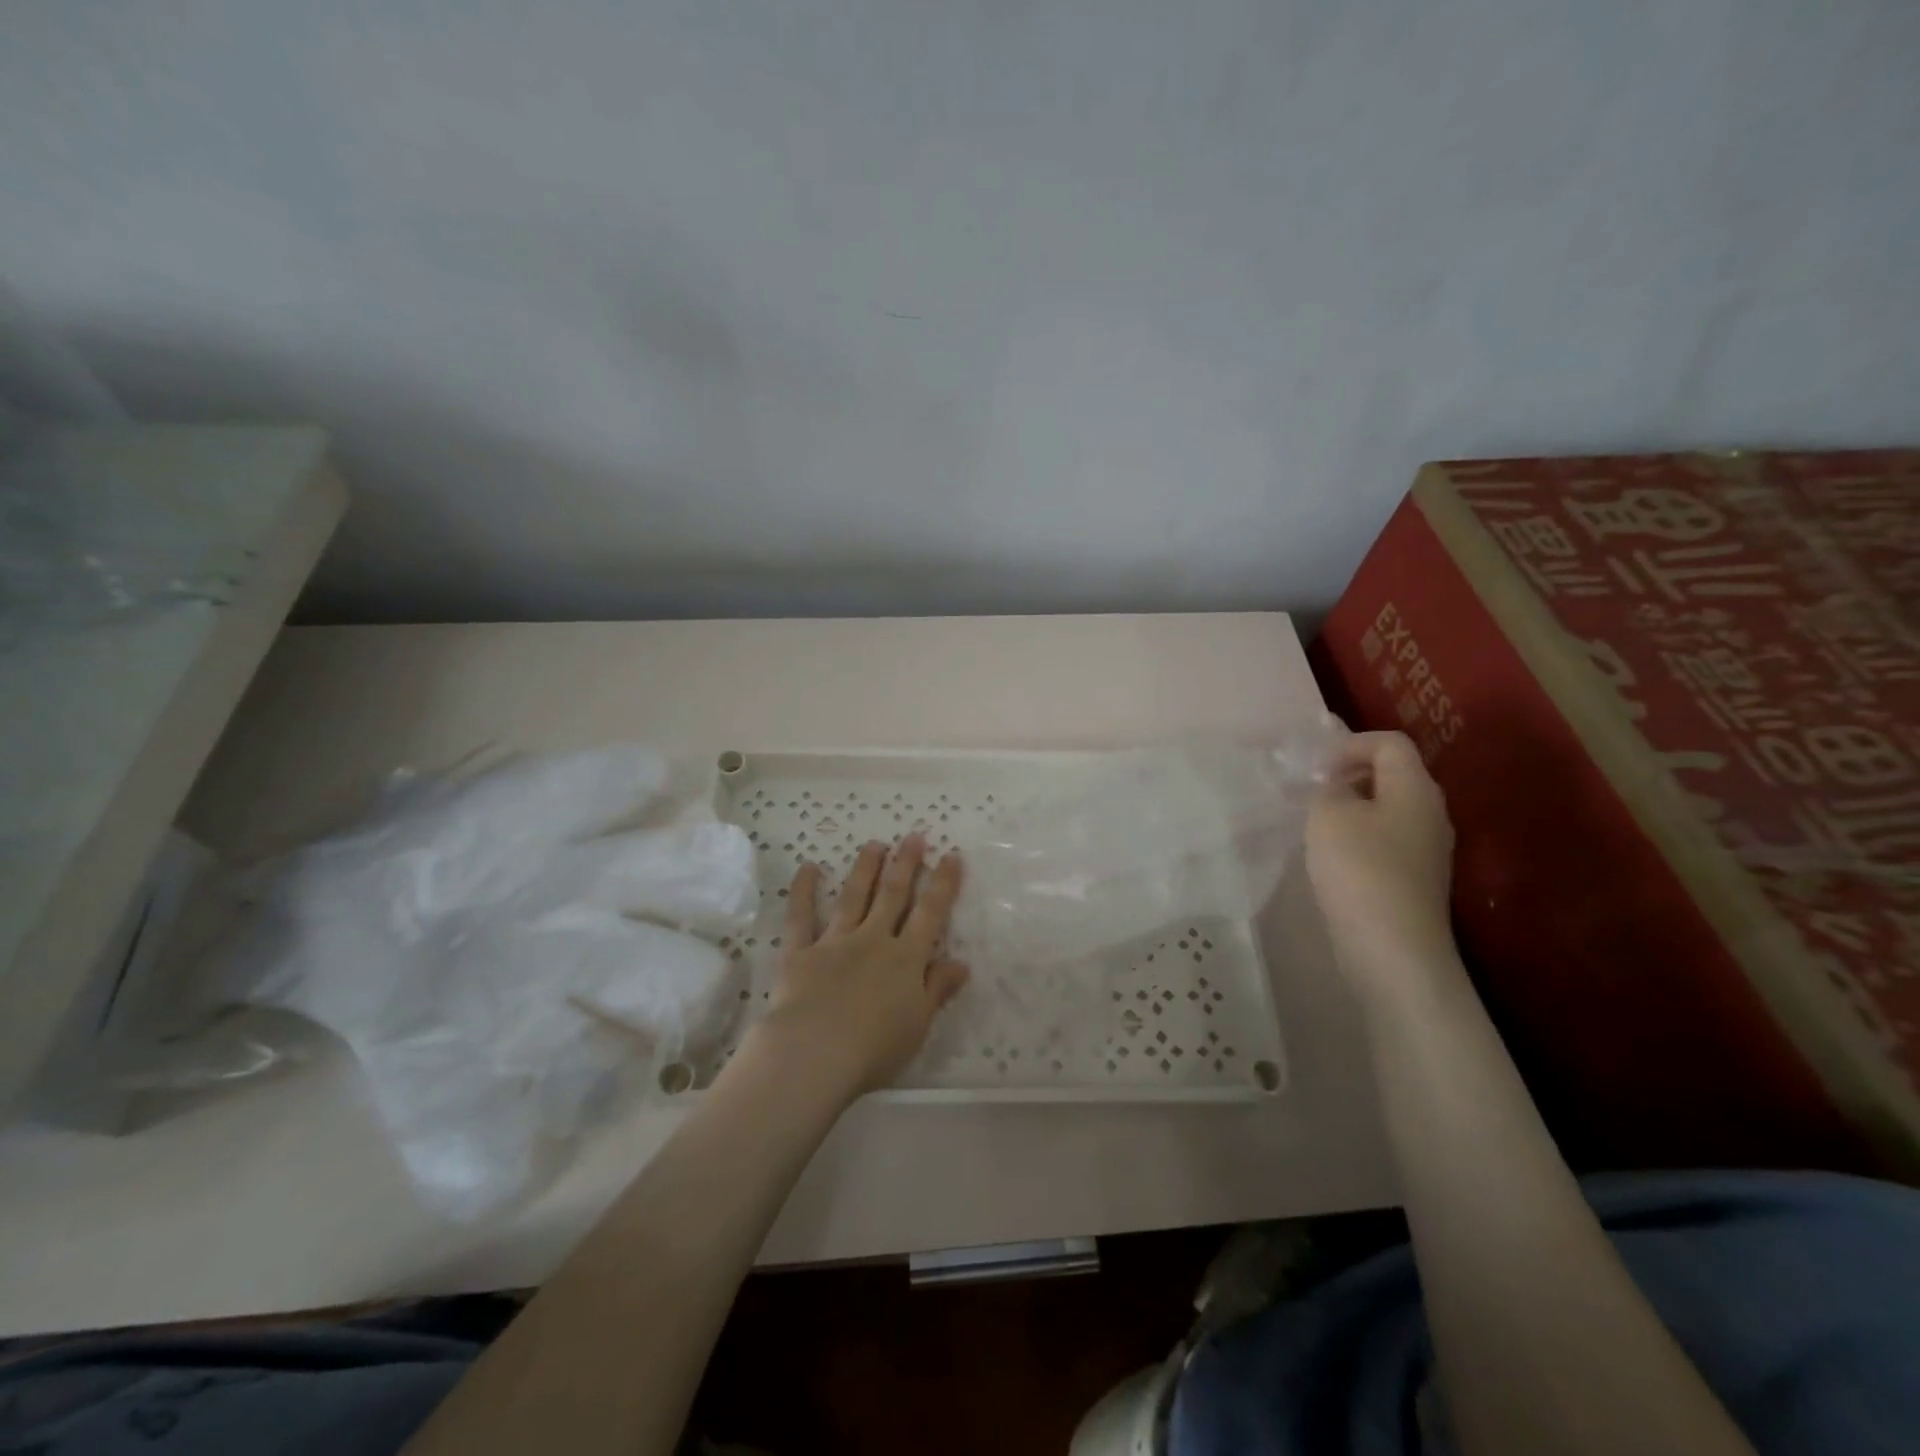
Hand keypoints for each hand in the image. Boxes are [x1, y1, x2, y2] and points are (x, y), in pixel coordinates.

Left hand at [749, 835, 968, 1100]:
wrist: (813, 1054)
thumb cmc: (874, 1049)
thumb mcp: (918, 1024)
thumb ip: (937, 989)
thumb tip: (961, 962)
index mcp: (905, 959)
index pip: (930, 914)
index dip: (943, 884)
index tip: (951, 856)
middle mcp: (872, 940)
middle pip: (892, 895)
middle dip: (905, 864)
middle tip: (913, 837)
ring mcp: (835, 942)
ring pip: (853, 897)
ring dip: (865, 869)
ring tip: (874, 845)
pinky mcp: (800, 953)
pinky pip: (801, 917)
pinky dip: (803, 891)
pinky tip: (809, 868)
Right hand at [1306, 731, 1458, 1001]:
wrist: (1392, 946)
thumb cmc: (1359, 868)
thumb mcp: (1329, 814)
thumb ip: (1329, 788)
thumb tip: (1337, 787)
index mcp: (1415, 787)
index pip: (1390, 742)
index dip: (1350, 744)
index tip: (1316, 769)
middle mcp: (1431, 811)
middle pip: (1394, 773)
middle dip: (1350, 774)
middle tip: (1313, 792)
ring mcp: (1429, 848)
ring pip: (1389, 808)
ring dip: (1353, 807)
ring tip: (1318, 823)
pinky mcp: (1417, 877)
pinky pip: (1388, 839)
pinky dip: (1360, 836)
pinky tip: (1335, 857)